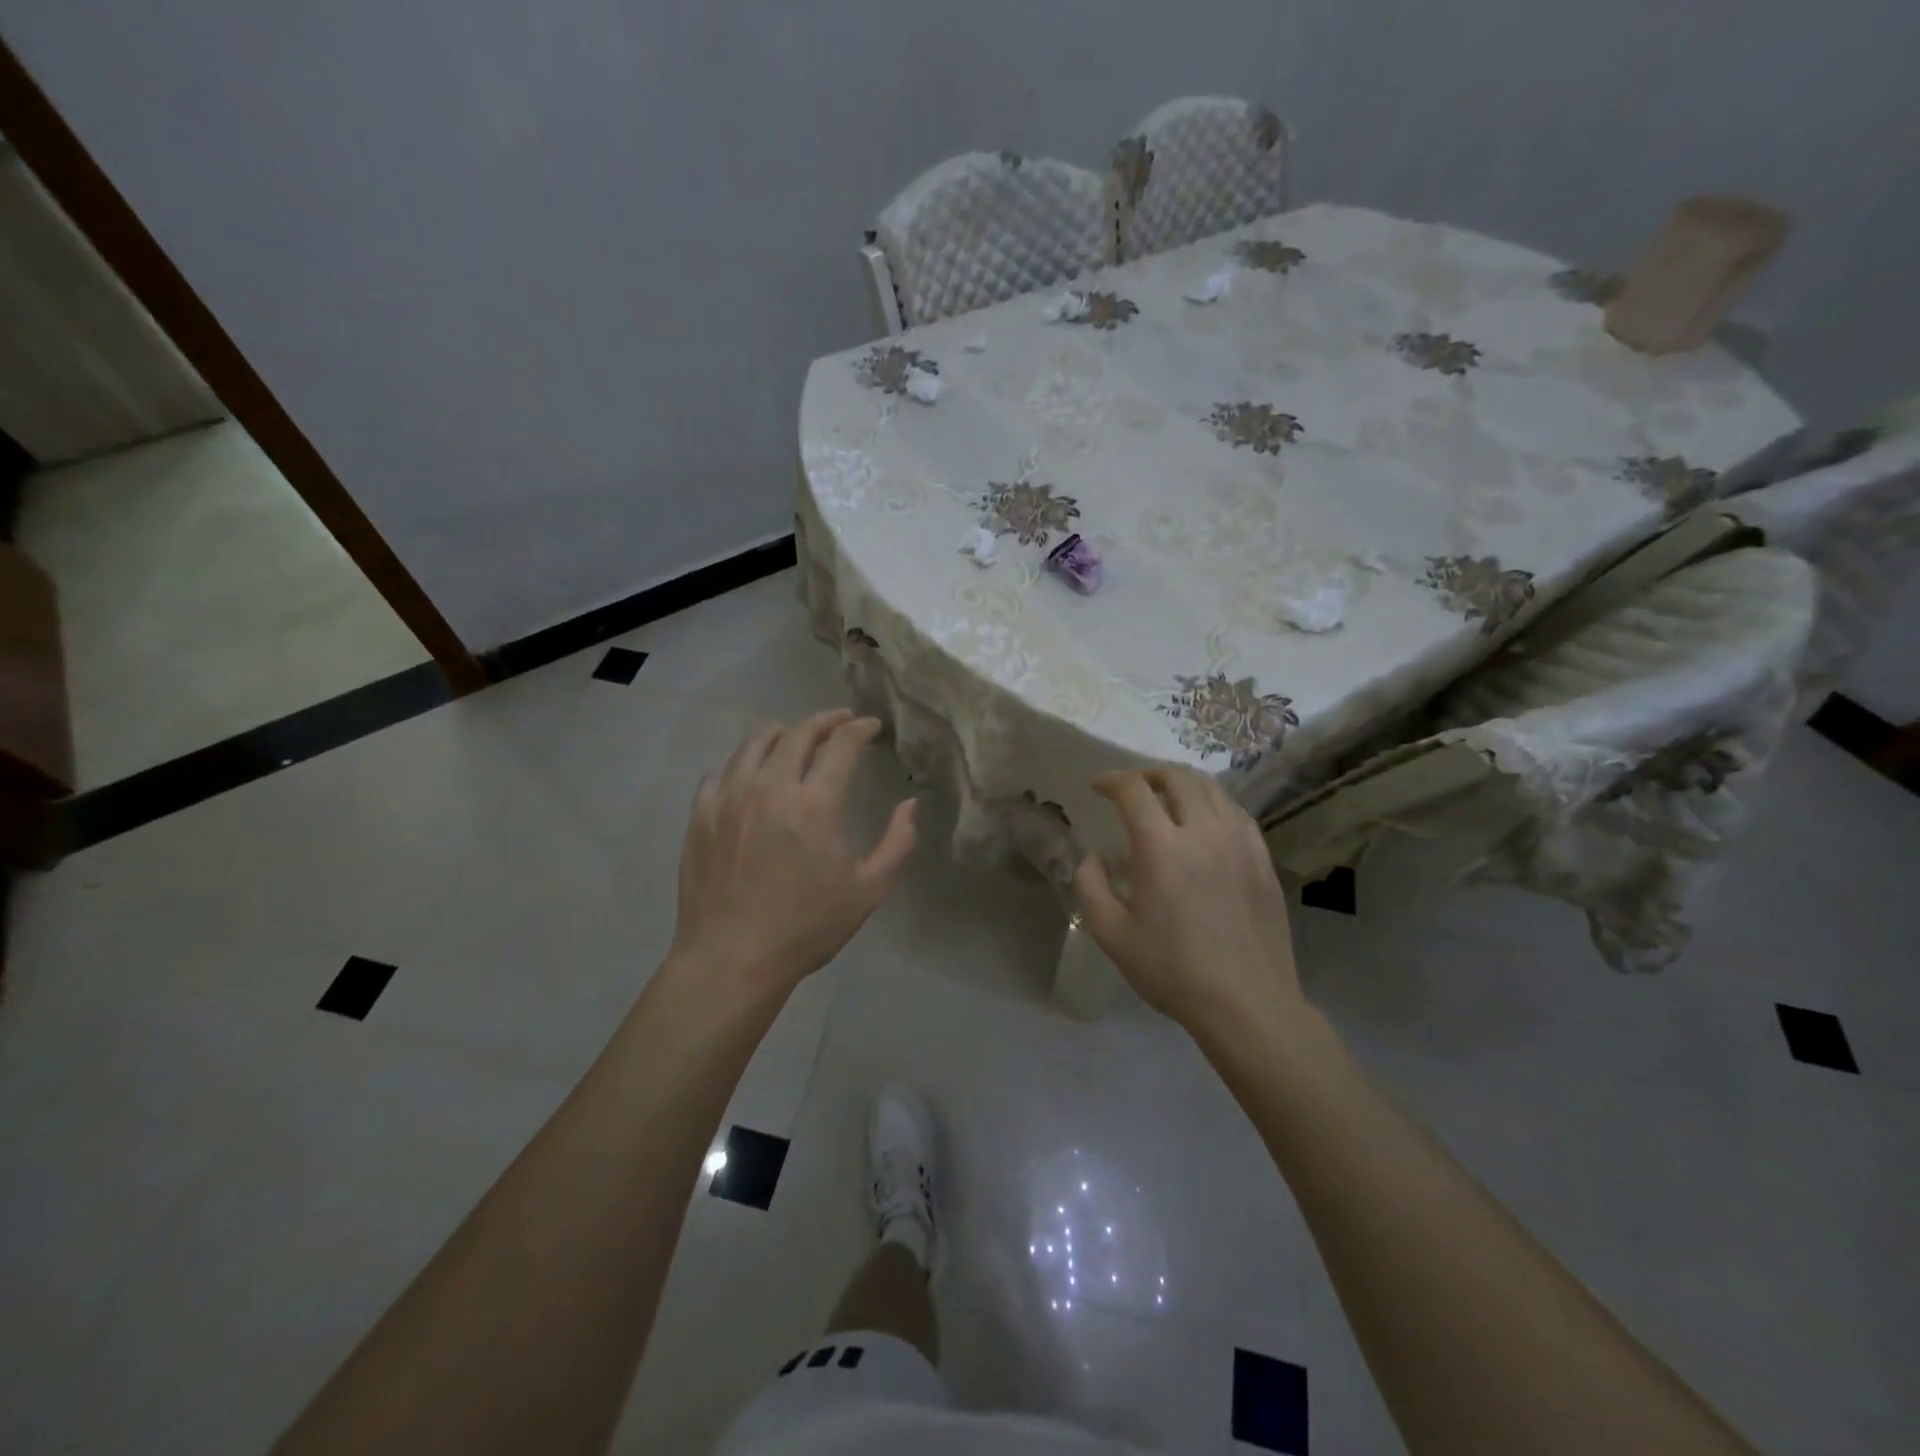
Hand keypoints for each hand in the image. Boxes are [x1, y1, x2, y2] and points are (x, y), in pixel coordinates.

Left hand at [669, 710, 915, 1002]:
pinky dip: (745, 760)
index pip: (841, 744)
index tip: (871, 726)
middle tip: (840, 722)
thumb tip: (910, 804)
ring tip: (797, 738)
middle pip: (798, 732)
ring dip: (784, 732)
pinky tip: (754, 772)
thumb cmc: (806, 928)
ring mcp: (729, 796)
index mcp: (814, 804)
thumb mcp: (868, 890)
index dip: (860, 728)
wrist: (731, 959)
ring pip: (755, 741)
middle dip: (825, 721)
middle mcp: (770, 787)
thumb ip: (897, 842)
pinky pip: (723, 768)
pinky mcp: (701, 813)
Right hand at [1073, 767, 1300, 1034]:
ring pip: (1211, 789)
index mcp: (1162, 847)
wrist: (1248, 1004)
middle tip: (1131, 789)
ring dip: (1182, 784)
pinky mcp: (1263, 858)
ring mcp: (1240, 842)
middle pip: (1177, 777)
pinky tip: (1204, 824)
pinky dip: (1213, 804)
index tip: (1097, 787)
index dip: (1111, 780)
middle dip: (1147, 774)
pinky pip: (1236, 812)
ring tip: (1166, 799)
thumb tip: (1092, 858)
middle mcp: (1204, 832)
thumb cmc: (1173, 971)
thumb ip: (1091, 887)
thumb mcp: (1113, 935)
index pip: (1133, 790)